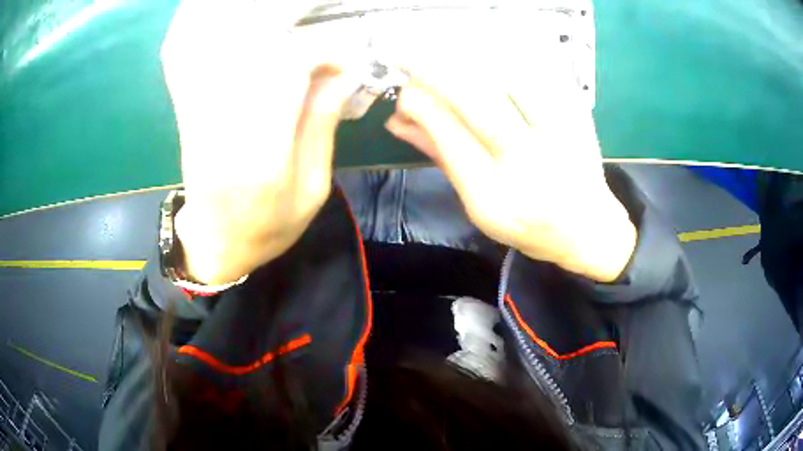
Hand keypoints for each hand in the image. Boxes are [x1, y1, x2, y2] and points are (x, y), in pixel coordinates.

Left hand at [161, 1, 360, 284]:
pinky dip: (228, 54)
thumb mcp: (313, 189)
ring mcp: (202, 125)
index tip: (339, 57)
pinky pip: (205, 72)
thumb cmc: (270, 229)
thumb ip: (322, 128)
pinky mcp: (191, 120)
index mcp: (264, 160)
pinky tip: (247, 54)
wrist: (216, 249)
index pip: (287, 75)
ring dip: (261, 43)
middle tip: (313, 50)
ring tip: (285, 49)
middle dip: (292, 41)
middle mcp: (226, 134)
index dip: (318, 52)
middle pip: (257, 57)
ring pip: (231, 59)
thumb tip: (341, 76)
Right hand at [385, 73, 635, 282]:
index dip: (422, 107)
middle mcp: (529, 165)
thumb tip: (398, 121)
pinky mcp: (578, 114)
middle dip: (438, 74)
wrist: (586, 226)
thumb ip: (441, 157)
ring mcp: (560, 135)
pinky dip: (510, 54)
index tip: (405, 91)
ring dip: (471, 58)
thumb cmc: (526, 223)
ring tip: (445, 50)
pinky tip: (488, 48)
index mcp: (495, 197)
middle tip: (413, 57)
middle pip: (479, 103)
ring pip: (511, 79)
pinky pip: (541, 70)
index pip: (449, 139)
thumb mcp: (477, 204)